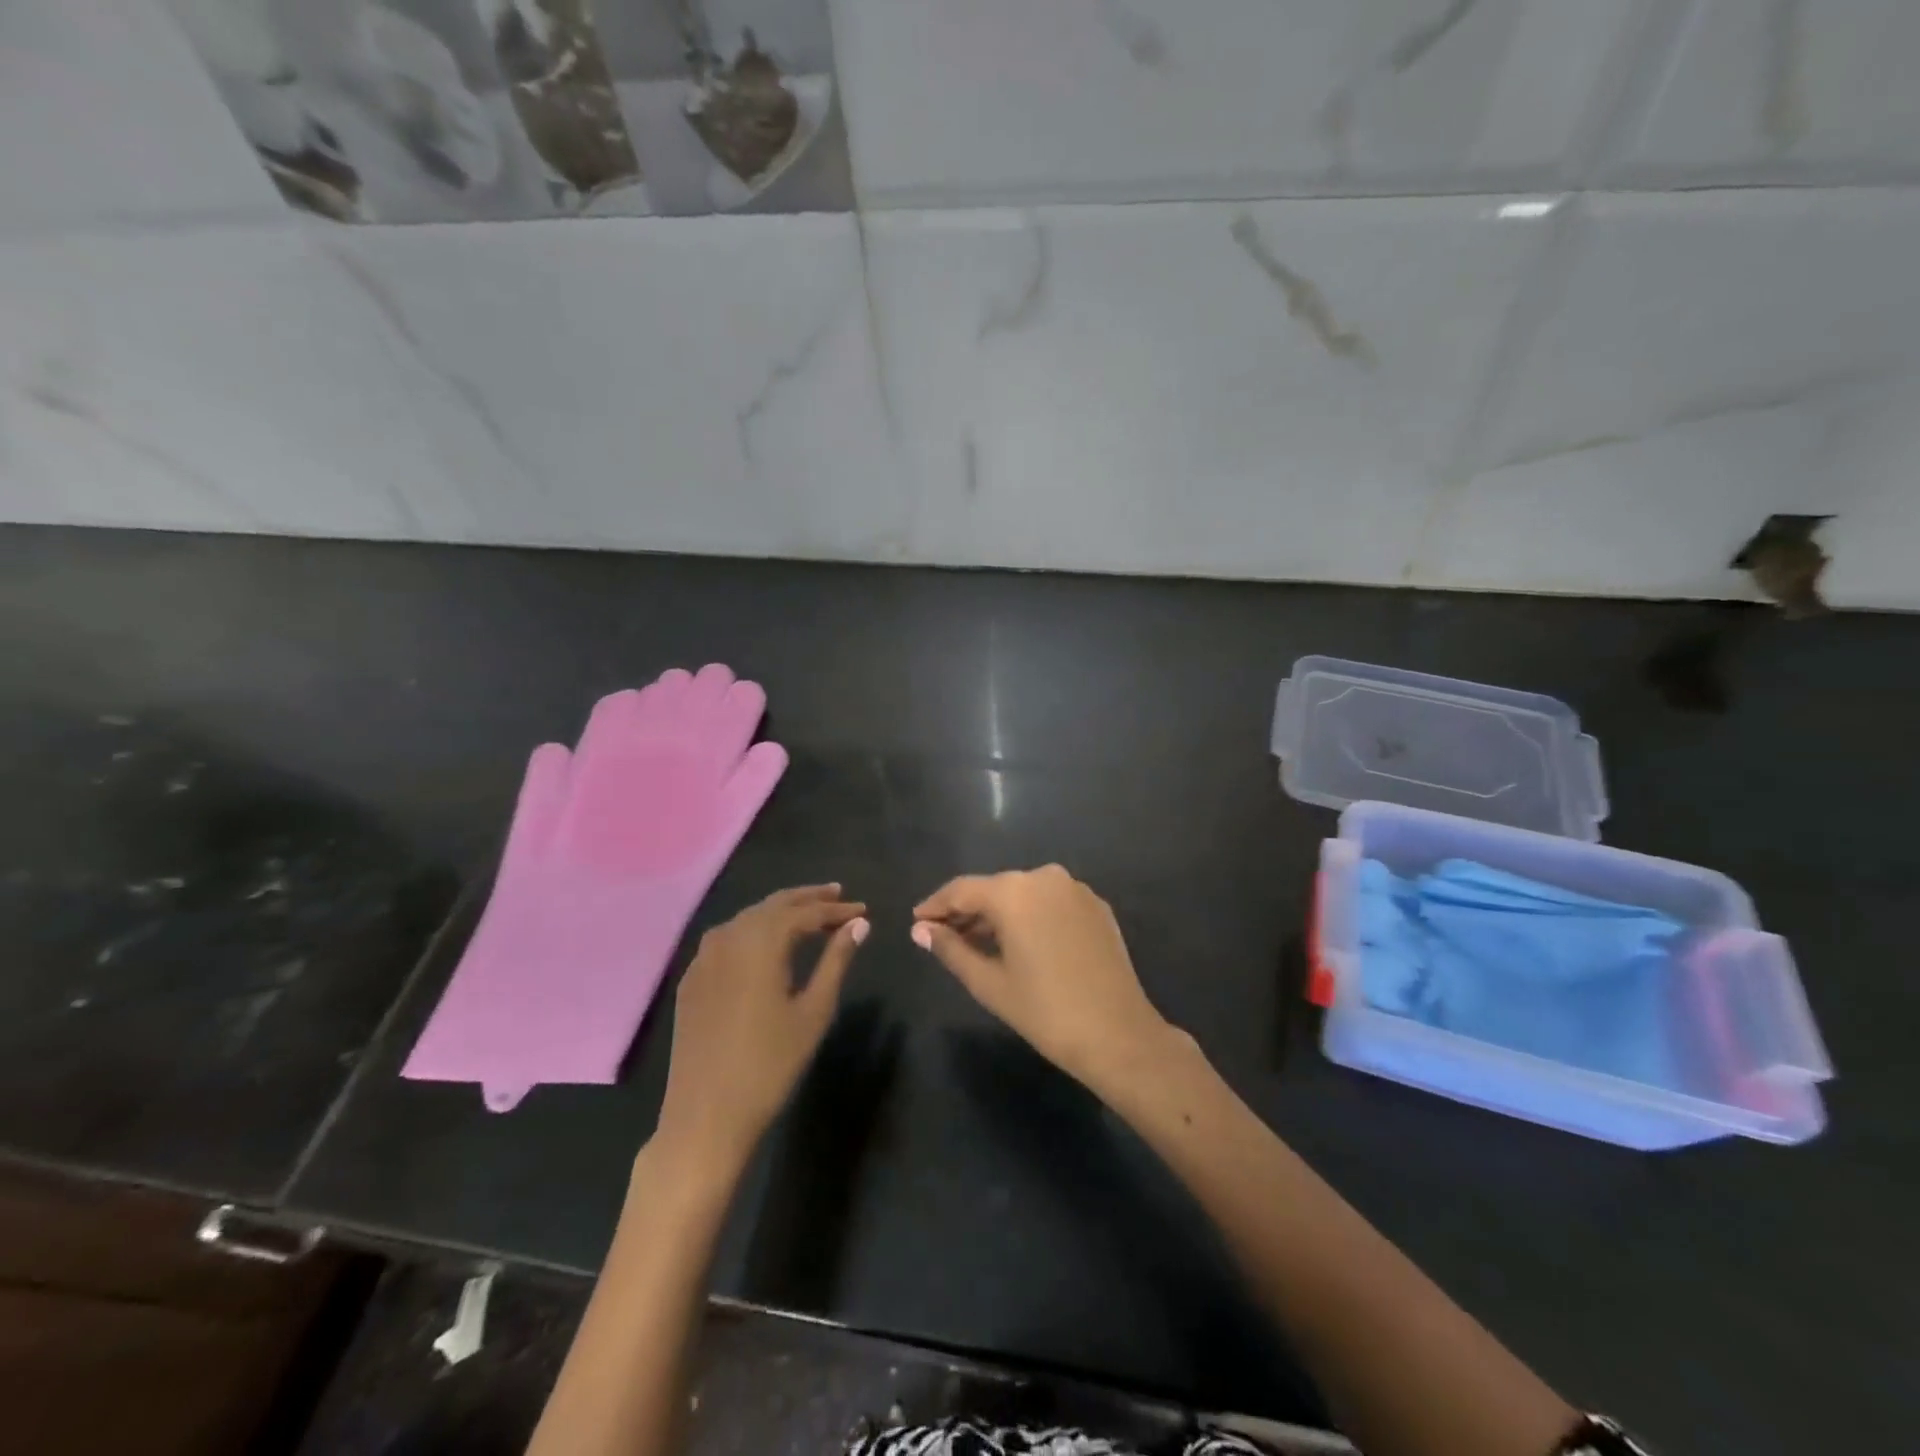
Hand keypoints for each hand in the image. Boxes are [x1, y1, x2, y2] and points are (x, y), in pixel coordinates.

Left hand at [654, 885, 867, 1166]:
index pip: (806, 913)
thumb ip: (836, 960)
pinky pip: (727, 937)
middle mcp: (729, 936)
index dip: (837, 909)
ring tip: (808, 915)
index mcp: (762, 941)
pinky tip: (765, 942)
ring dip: (780, 911)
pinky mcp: (692, 978)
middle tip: (838, 895)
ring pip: (748, 918)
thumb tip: (859, 924)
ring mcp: (704, 957)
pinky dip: (753, 929)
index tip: (863, 909)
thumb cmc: (770, 1064)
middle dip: (808, 899)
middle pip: (774, 905)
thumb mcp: (814, 1010)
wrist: (706, 1115)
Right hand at [912, 865, 1172, 1090]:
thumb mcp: (989, 983)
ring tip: (977, 942)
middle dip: (967, 911)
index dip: (936, 905)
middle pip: (994, 889)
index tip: (917, 921)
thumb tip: (921, 929)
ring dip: (999, 914)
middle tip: (943, 936)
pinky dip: (1030, 917)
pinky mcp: (1096, 906)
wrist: (1119, 1034)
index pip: (962, 890)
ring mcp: (1075, 889)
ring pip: (1024, 894)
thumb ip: (950, 949)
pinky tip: (1021, 943)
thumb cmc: (1045, 1011)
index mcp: (1014, 891)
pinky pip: (1051, 903)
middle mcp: (1045, 877)